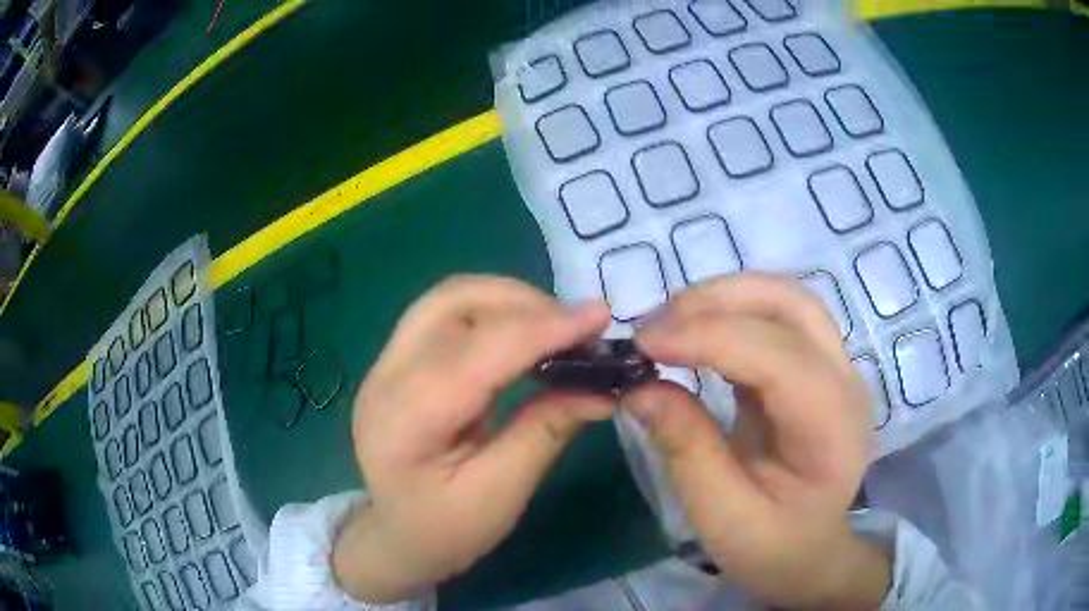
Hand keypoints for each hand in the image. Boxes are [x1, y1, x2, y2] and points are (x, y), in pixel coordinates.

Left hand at [332, 276, 612, 602]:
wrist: (398, 538)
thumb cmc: (446, 531)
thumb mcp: (501, 495)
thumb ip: (546, 432)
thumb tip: (603, 388)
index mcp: (403, 419)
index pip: (476, 351)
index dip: (540, 329)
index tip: (598, 319)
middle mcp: (385, 376)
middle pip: (453, 302)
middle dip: (523, 303)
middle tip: (577, 330)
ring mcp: (386, 363)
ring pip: (450, 299)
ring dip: (510, 302)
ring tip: (557, 330)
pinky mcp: (399, 361)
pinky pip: (449, 316)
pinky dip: (495, 315)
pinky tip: (525, 338)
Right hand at [624, 274, 889, 609]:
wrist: (810, 551)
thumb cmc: (773, 546)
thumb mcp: (722, 517)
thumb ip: (686, 451)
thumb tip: (638, 389)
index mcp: (832, 426)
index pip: (777, 356)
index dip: (709, 336)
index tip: (643, 343)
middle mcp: (844, 381)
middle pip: (791, 305)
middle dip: (719, 300)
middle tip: (655, 326)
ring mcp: (835, 368)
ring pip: (784, 300)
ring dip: (724, 298)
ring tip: (670, 323)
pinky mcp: (815, 366)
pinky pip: (775, 318)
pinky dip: (731, 313)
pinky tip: (696, 335)